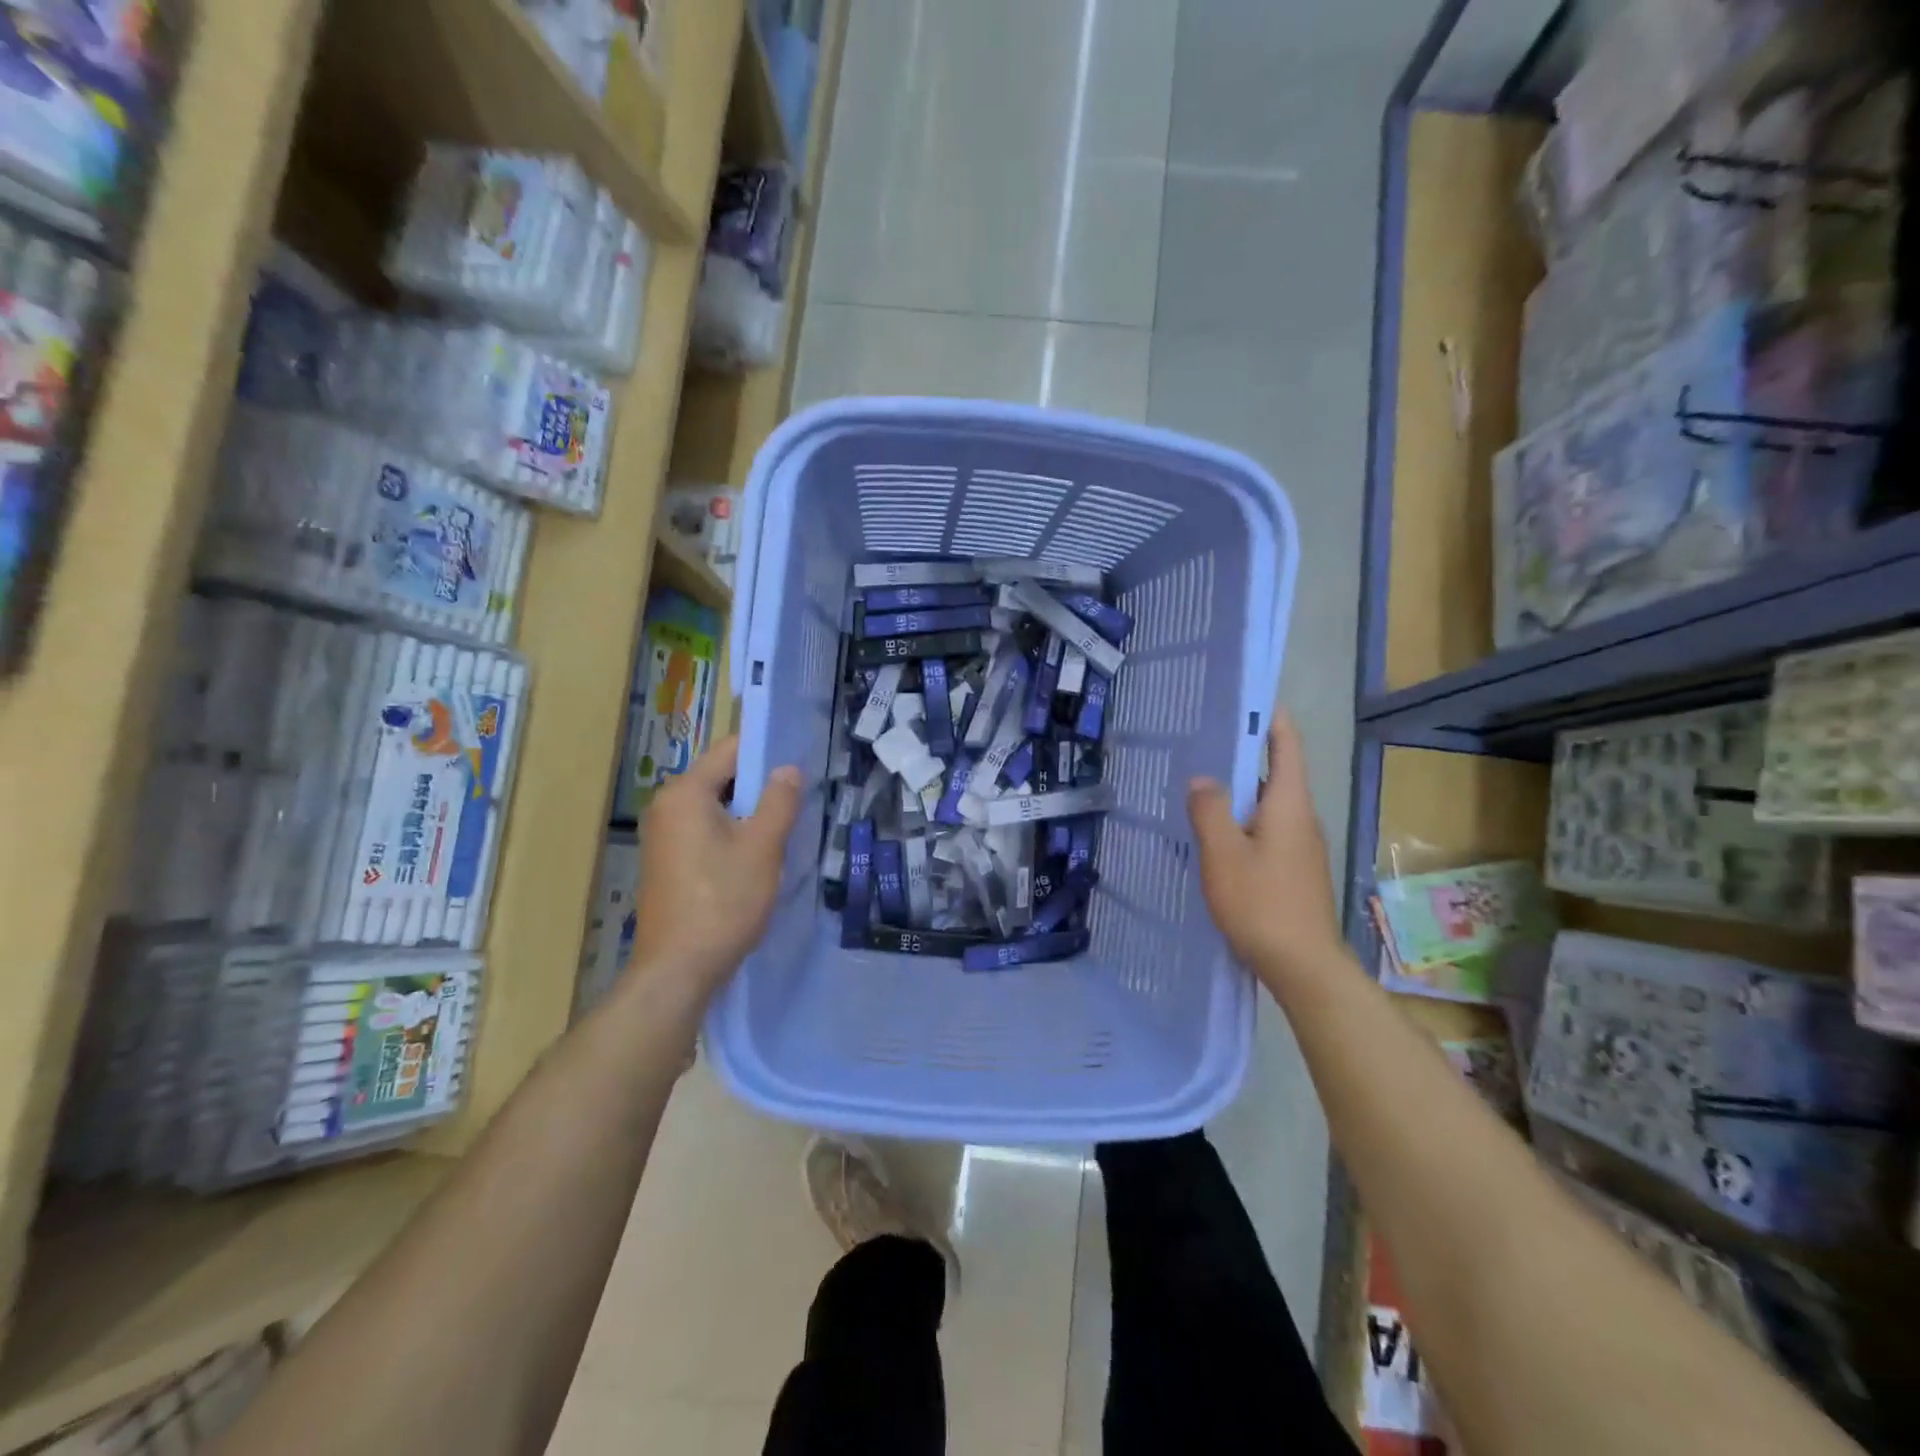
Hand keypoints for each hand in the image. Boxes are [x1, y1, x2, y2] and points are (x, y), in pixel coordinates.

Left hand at [629, 736, 803, 996]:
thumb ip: (779, 801)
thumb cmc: (723, 901)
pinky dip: (731, 833)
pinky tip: (756, 855)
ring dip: (748, 812)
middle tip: (799, 797)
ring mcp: (662, 836)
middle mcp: (666, 806)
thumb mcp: (762, 847)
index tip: (800, 761)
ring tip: (784, 825)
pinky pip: (704, 831)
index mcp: (685, 793)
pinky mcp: (666, 862)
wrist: (677, 969)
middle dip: (760, 785)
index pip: (730, 750)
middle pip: (721, 777)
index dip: (767, 751)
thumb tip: (788, 768)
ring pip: (715, 807)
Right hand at [1187, 709, 1344, 991]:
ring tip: (1200, 783)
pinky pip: (1266, 829)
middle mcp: (1301, 818)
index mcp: (1290, 804)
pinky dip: (1242, 820)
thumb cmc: (1262, 904)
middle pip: (1276, 772)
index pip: (1286, 745)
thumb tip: (1203, 779)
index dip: (1270, 717)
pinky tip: (1214, 834)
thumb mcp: (1224, 854)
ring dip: (1239, 790)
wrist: (1303, 967)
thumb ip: (1209, 811)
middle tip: (1203, 741)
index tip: (1245, 698)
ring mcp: (1301, 846)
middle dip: (1244, 753)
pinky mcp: (1294, 870)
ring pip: (1268, 804)